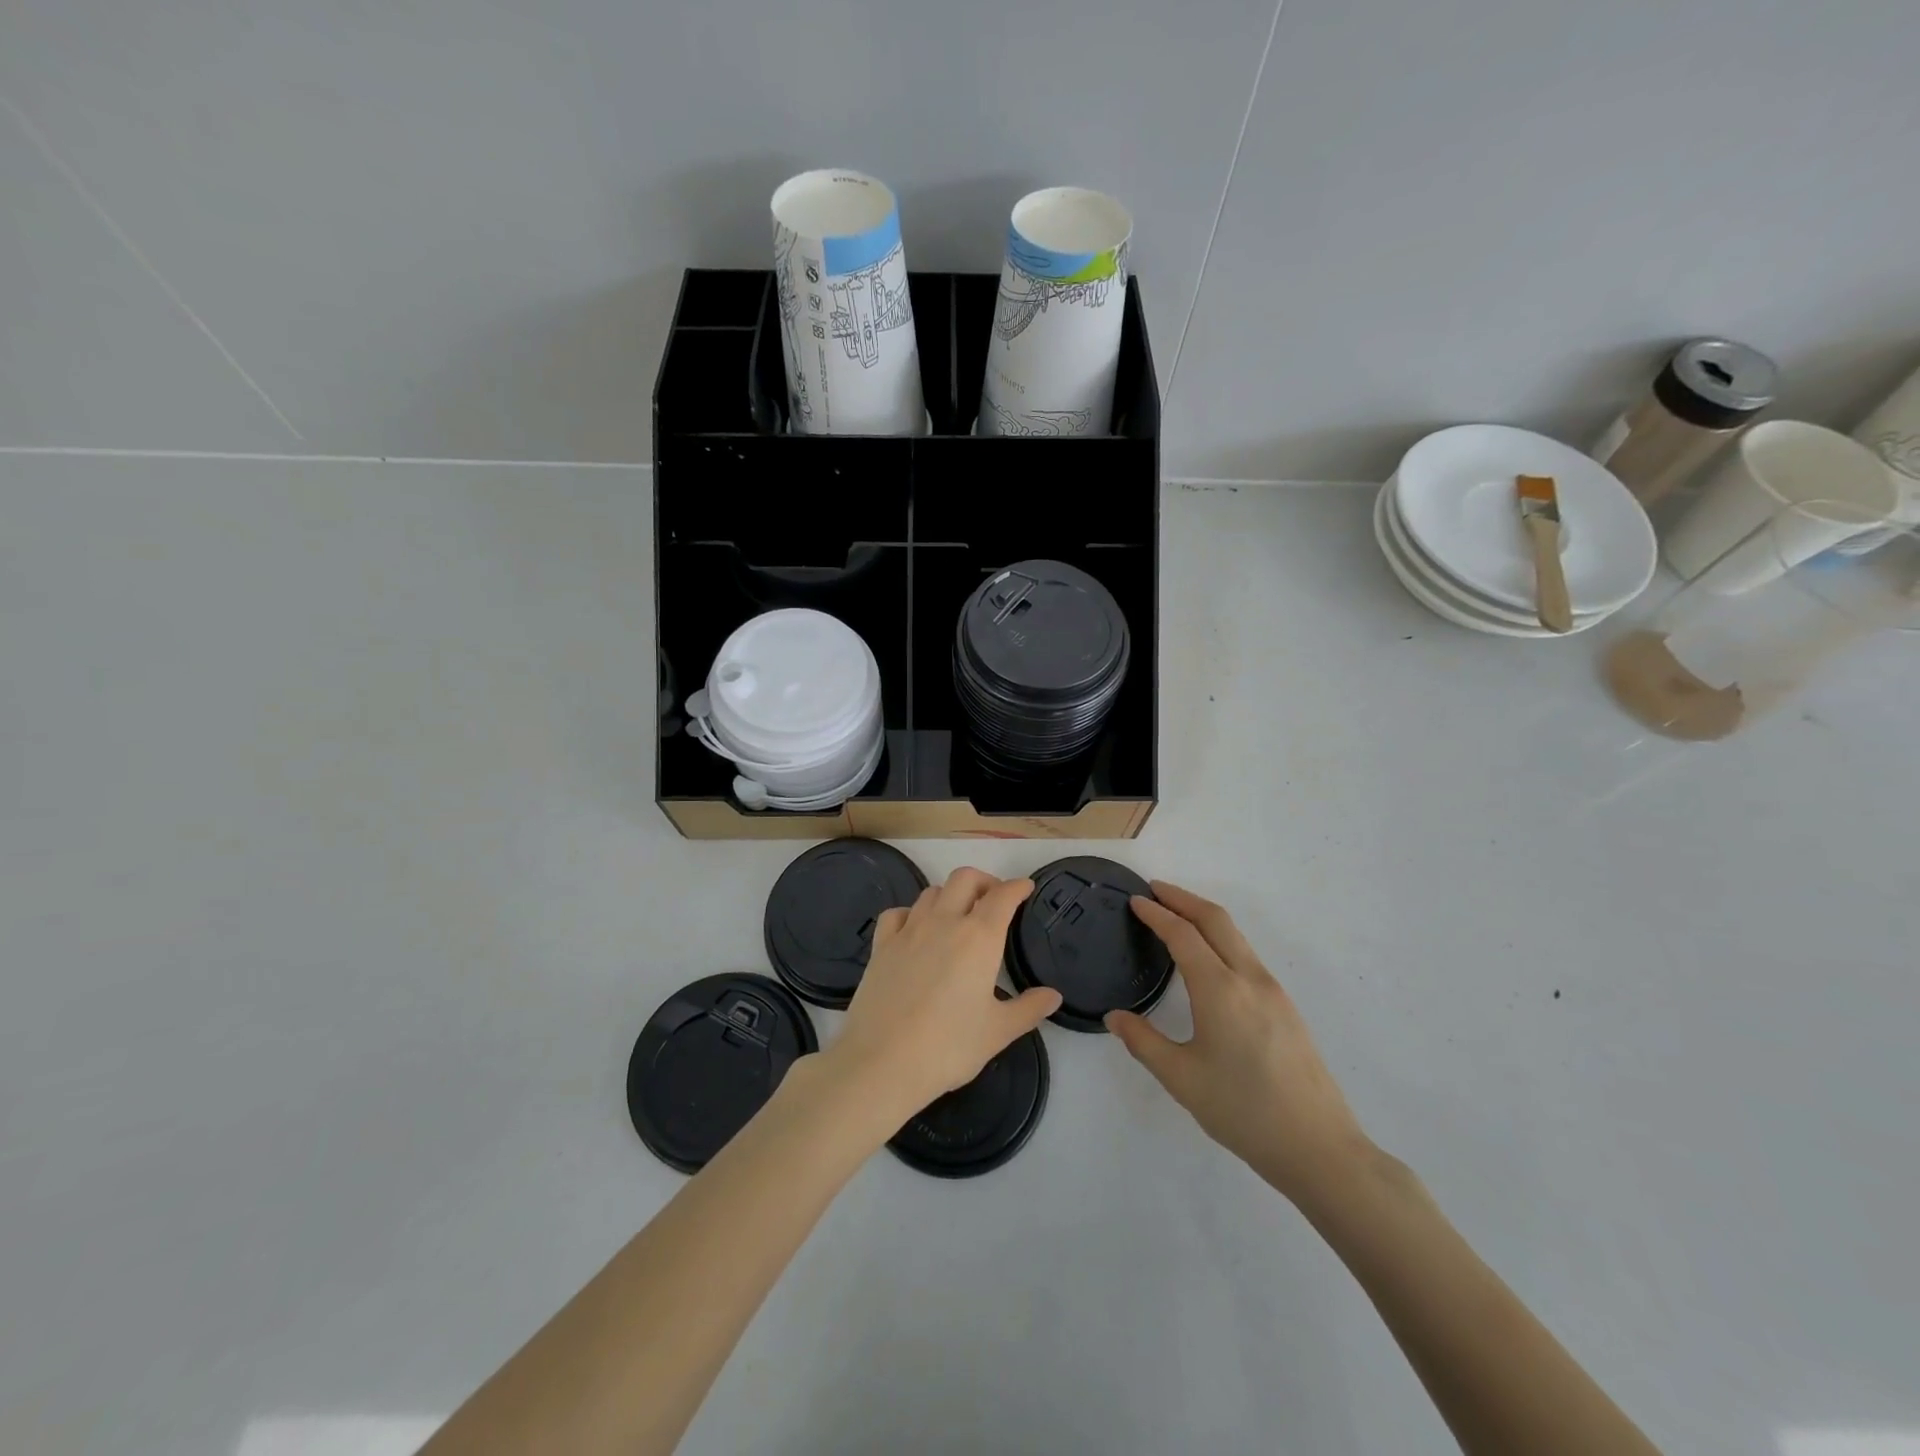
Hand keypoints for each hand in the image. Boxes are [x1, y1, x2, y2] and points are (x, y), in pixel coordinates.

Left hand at [826, 868, 1061, 1122]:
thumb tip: (1053, 996)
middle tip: (994, 901)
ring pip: (932, 892)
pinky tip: (915, 930)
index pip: (1002, 896)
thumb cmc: (949, 1046)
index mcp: (979, 938)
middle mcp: (944, 922)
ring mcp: (908, 931)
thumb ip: (1028, 1009)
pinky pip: (897, 913)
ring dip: (950, 895)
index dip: (1017, 887)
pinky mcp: (881, 945)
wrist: (882, 1062)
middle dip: (984, 882)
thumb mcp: (998, 1031)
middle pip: (965, 879)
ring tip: (958, 916)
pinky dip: (911, 913)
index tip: (1025, 888)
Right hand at [1107, 882, 1371, 1204]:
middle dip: (1183, 899)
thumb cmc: (1243, 1111)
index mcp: (1220, 990)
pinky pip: (1247, 956)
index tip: (1136, 900)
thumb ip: (1143, 1042)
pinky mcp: (1287, 1008)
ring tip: (1177, 918)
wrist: (1319, 1148)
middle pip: (1216, 920)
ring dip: (1204, 918)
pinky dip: (1221, 940)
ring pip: (1236, 936)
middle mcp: (1250, 979)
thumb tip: (1115, 1017)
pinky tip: (1209, 961)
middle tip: (1155, 890)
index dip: (1157, 913)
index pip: (1183, 935)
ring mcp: (1274, 992)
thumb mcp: (1181, 1079)